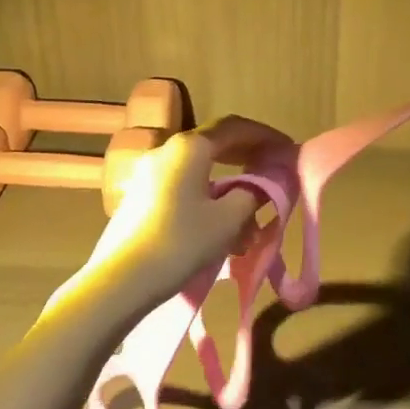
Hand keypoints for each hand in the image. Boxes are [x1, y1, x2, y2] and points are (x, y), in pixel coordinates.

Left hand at [75, 116, 291, 307]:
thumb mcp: (228, 219)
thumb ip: (253, 193)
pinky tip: (223, 228)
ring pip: (200, 171)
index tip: (287, 148)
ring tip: (251, 217)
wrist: (122, 280)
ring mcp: (150, 174)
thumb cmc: (182, 242)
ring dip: (229, 186)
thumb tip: (263, 184)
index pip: (235, 128)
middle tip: (273, 171)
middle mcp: (167, 151)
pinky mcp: (141, 197)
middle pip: (215, 144)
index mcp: (189, 147)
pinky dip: (209, 198)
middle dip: (248, 158)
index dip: (265, 136)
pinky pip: (184, 187)